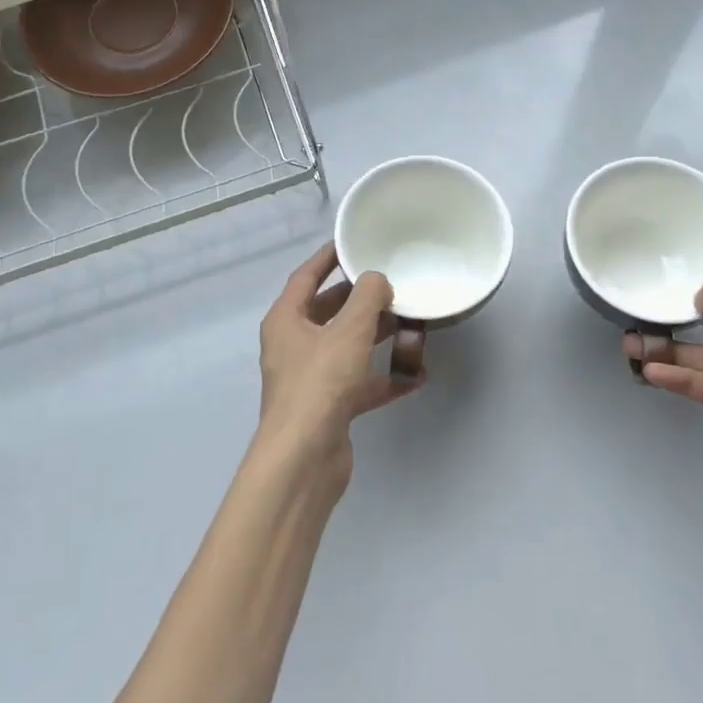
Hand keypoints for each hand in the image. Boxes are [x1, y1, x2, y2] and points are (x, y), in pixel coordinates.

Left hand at [258, 243, 420, 482]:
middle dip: (361, 300)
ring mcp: (311, 378)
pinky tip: (416, 375)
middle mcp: (294, 345)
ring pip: (347, 347)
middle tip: (393, 285)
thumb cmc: (320, 383)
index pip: (306, 276)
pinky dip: (383, 377)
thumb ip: (368, 297)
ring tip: (411, 324)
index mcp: (286, 320)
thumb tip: (378, 281)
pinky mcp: (329, 407)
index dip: (328, 257)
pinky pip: (360, 383)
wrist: (305, 459)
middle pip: (329, 312)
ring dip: (377, 337)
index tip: (352, 243)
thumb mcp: (349, 330)